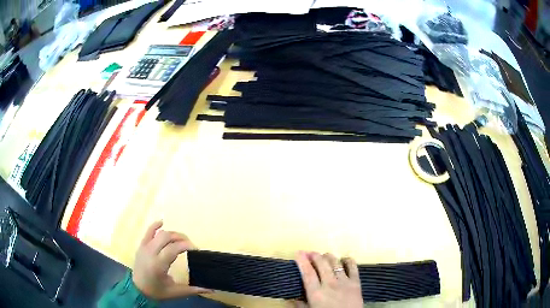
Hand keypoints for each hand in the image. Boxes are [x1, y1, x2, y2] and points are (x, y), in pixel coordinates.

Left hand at [132, 221, 211, 299]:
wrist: (138, 290)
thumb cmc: (157, 291)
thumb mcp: (176, 292)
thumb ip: (194, 289)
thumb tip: (212, 290)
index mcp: (159, 264)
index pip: (173, 248)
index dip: (186, 245)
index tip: (196, 249)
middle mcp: (150, 253)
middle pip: (167, 237)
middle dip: (180, 237)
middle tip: (190, 244)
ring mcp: (144, 247)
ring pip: (159, 234)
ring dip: (172, 233)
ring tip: (181, 239)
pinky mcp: (141, 246)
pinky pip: (147, 232)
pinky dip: (155, 226)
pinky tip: (162, 222)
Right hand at [294, 251, 362, 307]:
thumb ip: (299, 304)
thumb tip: (289, 298)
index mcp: (316, 293)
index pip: (308, 273)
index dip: (302, 261)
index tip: (298, 253)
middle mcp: (329, 284)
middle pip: (322, 264)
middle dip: (315, 256)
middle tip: (310, 253)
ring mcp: (344, 282)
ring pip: (335, 263)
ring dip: (329, 257)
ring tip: (324, 256)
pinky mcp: (356, 282)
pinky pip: (353, 267)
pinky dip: (348, 260)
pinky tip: (344, 259)